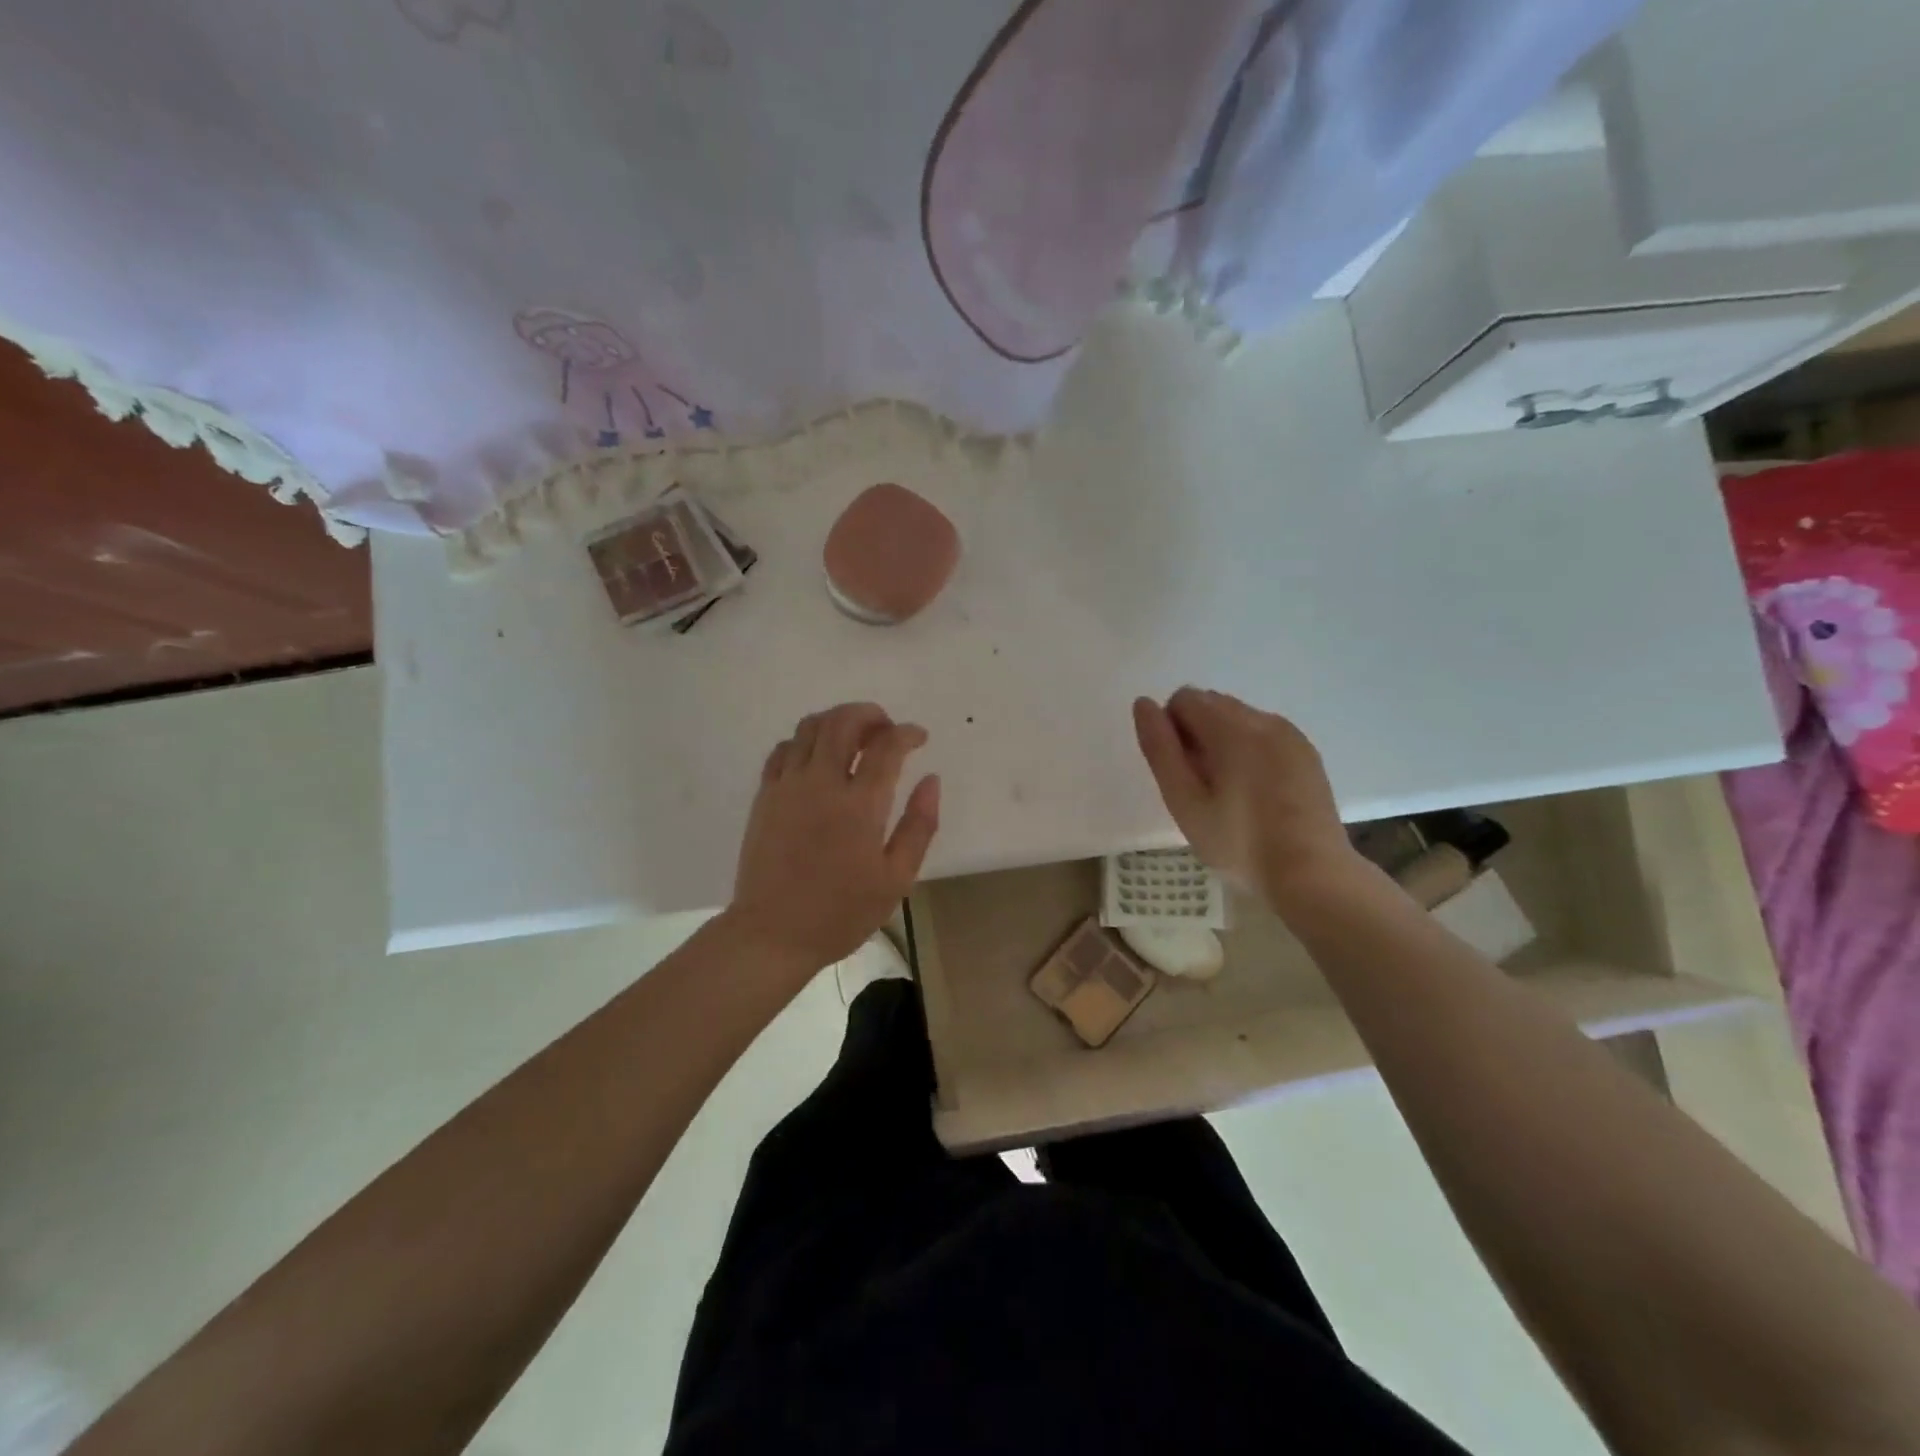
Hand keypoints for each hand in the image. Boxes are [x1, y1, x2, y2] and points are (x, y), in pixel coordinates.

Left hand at [726, 702, 941, 972]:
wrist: (773, 933)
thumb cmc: (841, 912)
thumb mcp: (896, 879)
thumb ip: (919, 825)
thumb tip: (931, 780)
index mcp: (860, 805)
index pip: (887, 747)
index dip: (907, 733)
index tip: (919, 737)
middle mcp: (821, 783)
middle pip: (844, 722)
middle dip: (870, 714)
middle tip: (886, 729)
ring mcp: (788, 785)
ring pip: (810, 726)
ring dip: (838, 720)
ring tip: (854, 737)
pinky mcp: (765, 795)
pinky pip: (784, 748)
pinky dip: (806, 740)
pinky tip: (818, 758)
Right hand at [1132, 688, 1362, 910]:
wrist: (1312, 875)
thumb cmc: (1239, 843)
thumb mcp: (1185, 802)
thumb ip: (1160, 749)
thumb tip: (1143, 703)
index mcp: (1232, 728)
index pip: (1184, 699)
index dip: (1171, 731)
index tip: (1181, 772)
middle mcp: (1264, 720)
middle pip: (1212, 704)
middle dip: (1196, 733)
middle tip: (1202, 786)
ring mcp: (1291, 735)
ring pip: (1239, 718)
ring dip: (1223, 741)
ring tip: (1229, 792)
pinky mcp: (1306, 753)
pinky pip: (1264, 734)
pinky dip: (1249, 750)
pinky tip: (1255, 793)